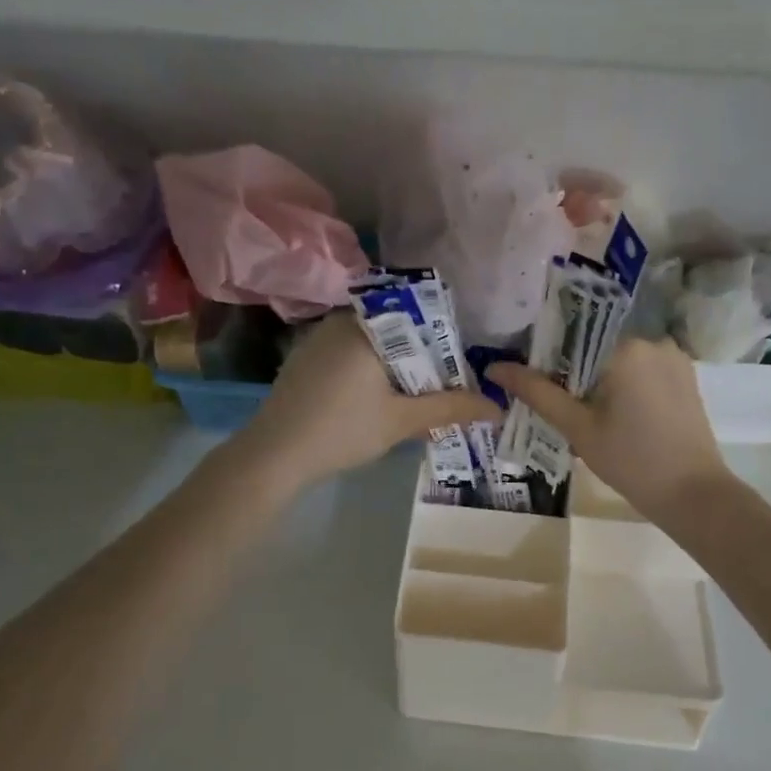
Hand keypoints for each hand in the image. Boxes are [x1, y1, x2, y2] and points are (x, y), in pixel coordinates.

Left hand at [241, 315, 500, 488]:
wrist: (273, 455)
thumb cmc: (342, 430)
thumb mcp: (402, 420)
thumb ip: (451, 408)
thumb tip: (497, 408)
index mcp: (367, 324)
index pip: (420, 315)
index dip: (445, 340)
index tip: (459, 368)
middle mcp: (342, 320)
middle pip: (397, 329)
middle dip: (422, 358)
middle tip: (443, 386)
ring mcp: (319, 338)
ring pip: (374, 343)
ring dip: (397, 367)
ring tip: (416, 396)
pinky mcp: (306, 358)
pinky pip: (351, 353)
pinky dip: (371, 371)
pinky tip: (377, 400)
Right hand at [487, 338, 727, 520]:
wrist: (693, 495)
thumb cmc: (631, 460)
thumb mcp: (577, 427)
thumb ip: (537, 392)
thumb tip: (495, 367)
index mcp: (626, 346)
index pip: (573, 336)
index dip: (548, 357)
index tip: (533, 382)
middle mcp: (653, 340)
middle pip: (597, 346)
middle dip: (574, 372)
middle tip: (557, 405)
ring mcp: (674, 358)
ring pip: (620, 359)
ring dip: (599, 380)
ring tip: (584, 414)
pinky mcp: (685, 378)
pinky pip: (642, 371)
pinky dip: (623, 386)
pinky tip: (614, 416)